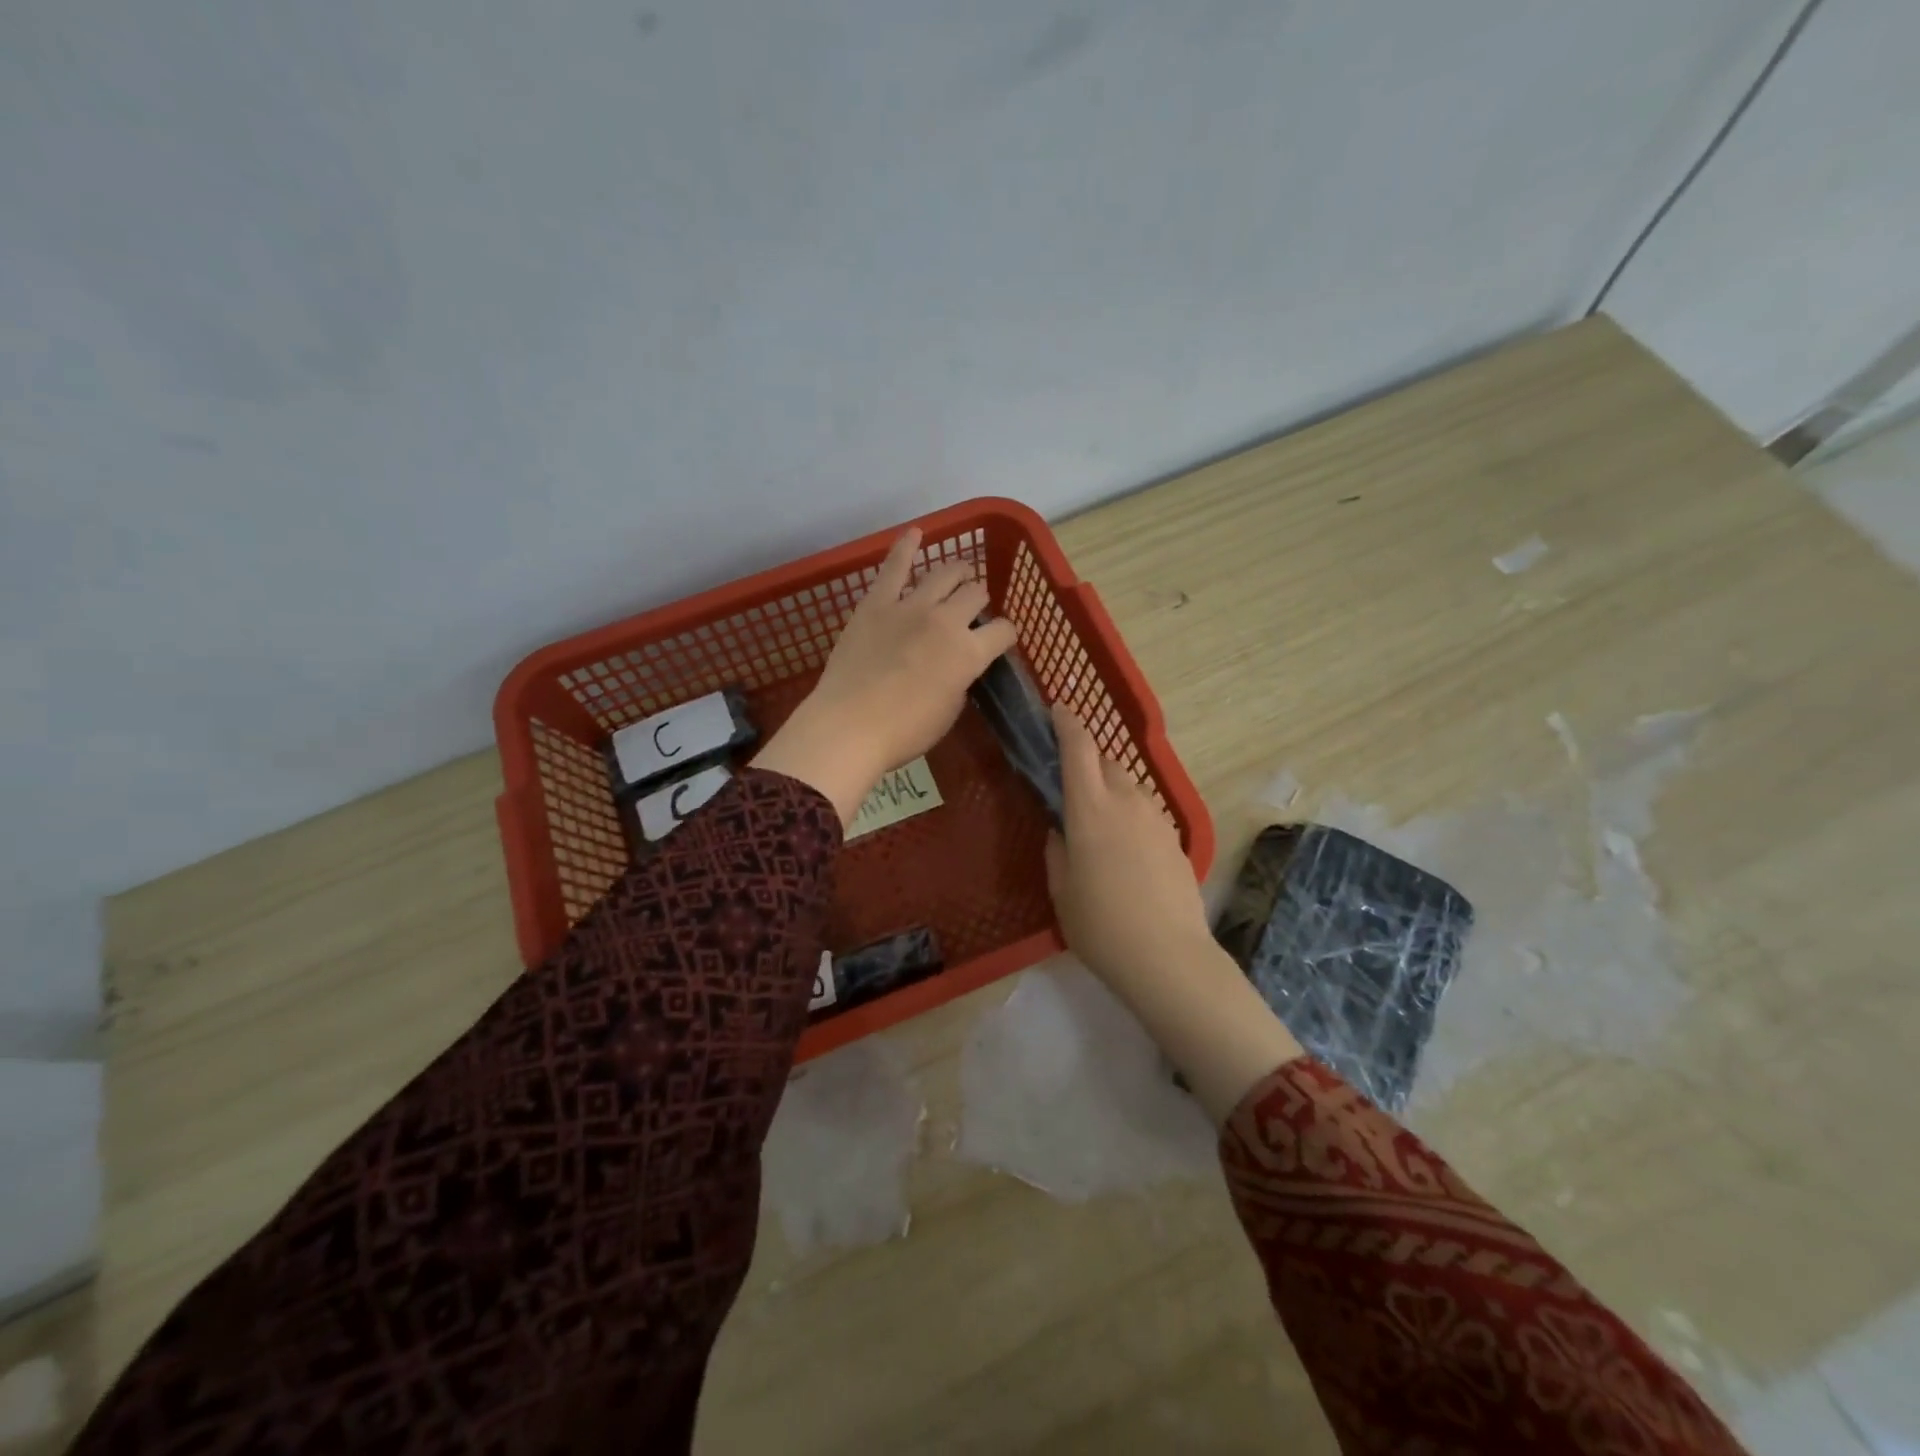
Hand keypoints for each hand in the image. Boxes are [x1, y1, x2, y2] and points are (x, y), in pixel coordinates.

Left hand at [755, 528, 1018, 824]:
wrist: (849, 726)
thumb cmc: (904, 731)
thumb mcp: (949, 711)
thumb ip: (960, 680)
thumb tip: (958, 666)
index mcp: (970, 653)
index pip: (1003, 631)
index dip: (1006, 633)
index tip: (1001, 638)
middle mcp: (946, 620)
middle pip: (976, 594)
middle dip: (980, 599)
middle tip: (974, 607)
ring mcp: (910, 606)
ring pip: (944, 574)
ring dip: (958, 572)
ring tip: (960, 573)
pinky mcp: (876, 603)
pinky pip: (895, 566)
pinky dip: (906, 545)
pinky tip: (916, 532)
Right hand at [1043, 704, 1212, 986]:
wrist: (1169, 957)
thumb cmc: (1100, 925)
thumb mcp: (1061, 890)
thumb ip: (1057, 850)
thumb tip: (1062, 830)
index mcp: (1090, 808)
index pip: (1078, 748)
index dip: (1067, 723)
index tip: (1058, 708)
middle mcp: (1126, 801)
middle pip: (1106, 761)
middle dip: (1087, 760)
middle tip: (1070, 784)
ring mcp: (1156, 817)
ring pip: (1129, 785)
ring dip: (1111, 788)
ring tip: (1098, 822)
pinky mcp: (1175, 837)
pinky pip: (1146, 810)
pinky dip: (1130, 813)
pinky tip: (1125, 849)